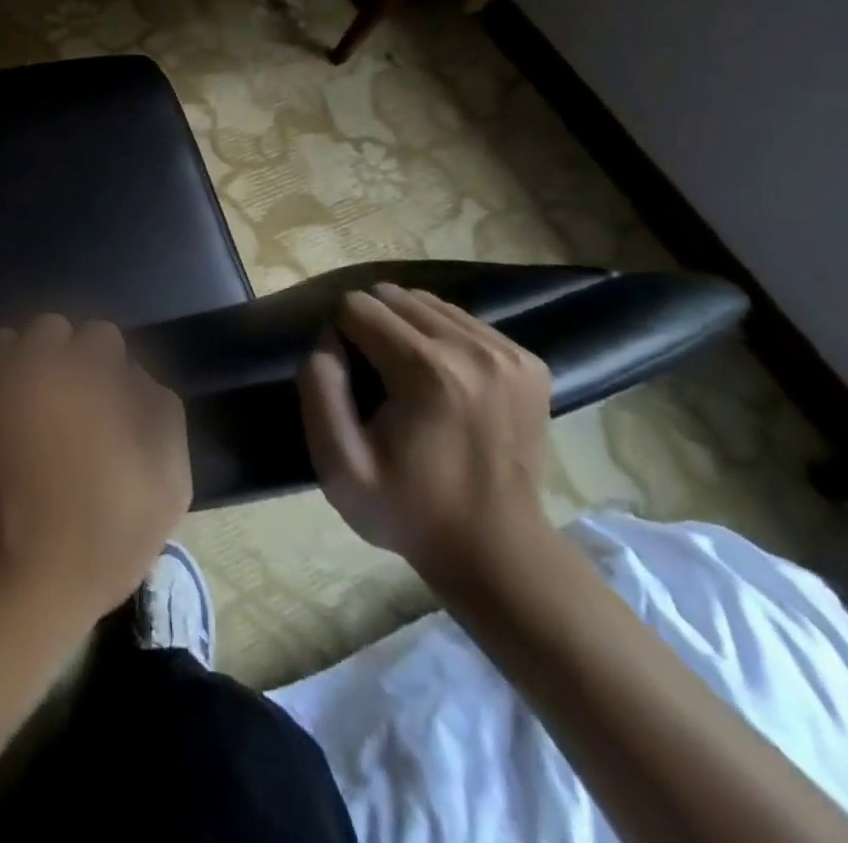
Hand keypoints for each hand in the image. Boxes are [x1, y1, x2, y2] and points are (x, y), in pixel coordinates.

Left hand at [0, 314, 191, 627]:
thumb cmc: (93, 540)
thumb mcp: (164, 485)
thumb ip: (161, 412)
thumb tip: (137, 376)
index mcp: (87, 370)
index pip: (102, 336)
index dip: (107, 370)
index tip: (104, 405)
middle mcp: (30, 358)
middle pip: (52, 332)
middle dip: (63, 360)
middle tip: (65, 410)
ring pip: (7, 346)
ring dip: (20, 369)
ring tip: (22, 418)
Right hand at [296, 283, 553, 591]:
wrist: (499, 552)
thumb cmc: (408, 510)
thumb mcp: (338, 464)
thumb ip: (318, 389)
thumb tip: (328, 339)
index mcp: (427, 370)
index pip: (357, 306)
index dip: (340, 336)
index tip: (350, 380)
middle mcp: (473, 349)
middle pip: (393, 296)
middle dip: (371, 325)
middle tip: (375, 377)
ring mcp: (508, 354)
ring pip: (428, 303)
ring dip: (406, 328)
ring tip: (407, 376)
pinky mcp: (529, 363)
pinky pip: (463, 321)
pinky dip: (441, 338)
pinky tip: (442, 379)